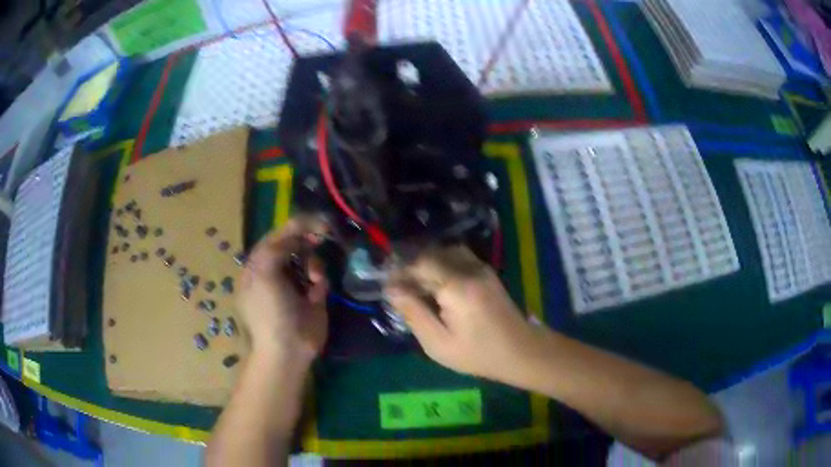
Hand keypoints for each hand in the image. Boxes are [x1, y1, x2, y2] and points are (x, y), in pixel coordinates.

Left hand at [237, 217, 328, 363]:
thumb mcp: (263, 273)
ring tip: (315, 280)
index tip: (314, 221)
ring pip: (311, 259)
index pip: (276, 237)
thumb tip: (297, 233)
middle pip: (295, 244)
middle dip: (307, 242)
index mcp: (259, 265)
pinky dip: (321, 283)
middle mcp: (276, 271)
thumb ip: (276, 246)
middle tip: (322, 236)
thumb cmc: (270, 311)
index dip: (294, 227)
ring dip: (315, 265)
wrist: (288, 349)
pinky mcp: (313, 296)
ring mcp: (295, 284)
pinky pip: (321, 278)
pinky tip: (317, 295)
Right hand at [386, 246, 538, 382]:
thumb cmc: (478, 354)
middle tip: (400, 289)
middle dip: (411, 268)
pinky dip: (441, 264)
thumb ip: (414, 314)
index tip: (388, 289)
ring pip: (445, 252)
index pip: (419, 264)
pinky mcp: (487, 271)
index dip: (399, 272)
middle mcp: (469, 269)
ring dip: (427, 264)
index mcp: (457, 287)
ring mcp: (481, 267)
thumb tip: (392, 290)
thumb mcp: (439, 343)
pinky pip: (458, 257)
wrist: (520, 351)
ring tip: (416, 286)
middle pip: (431, 254)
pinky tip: (437, 285)